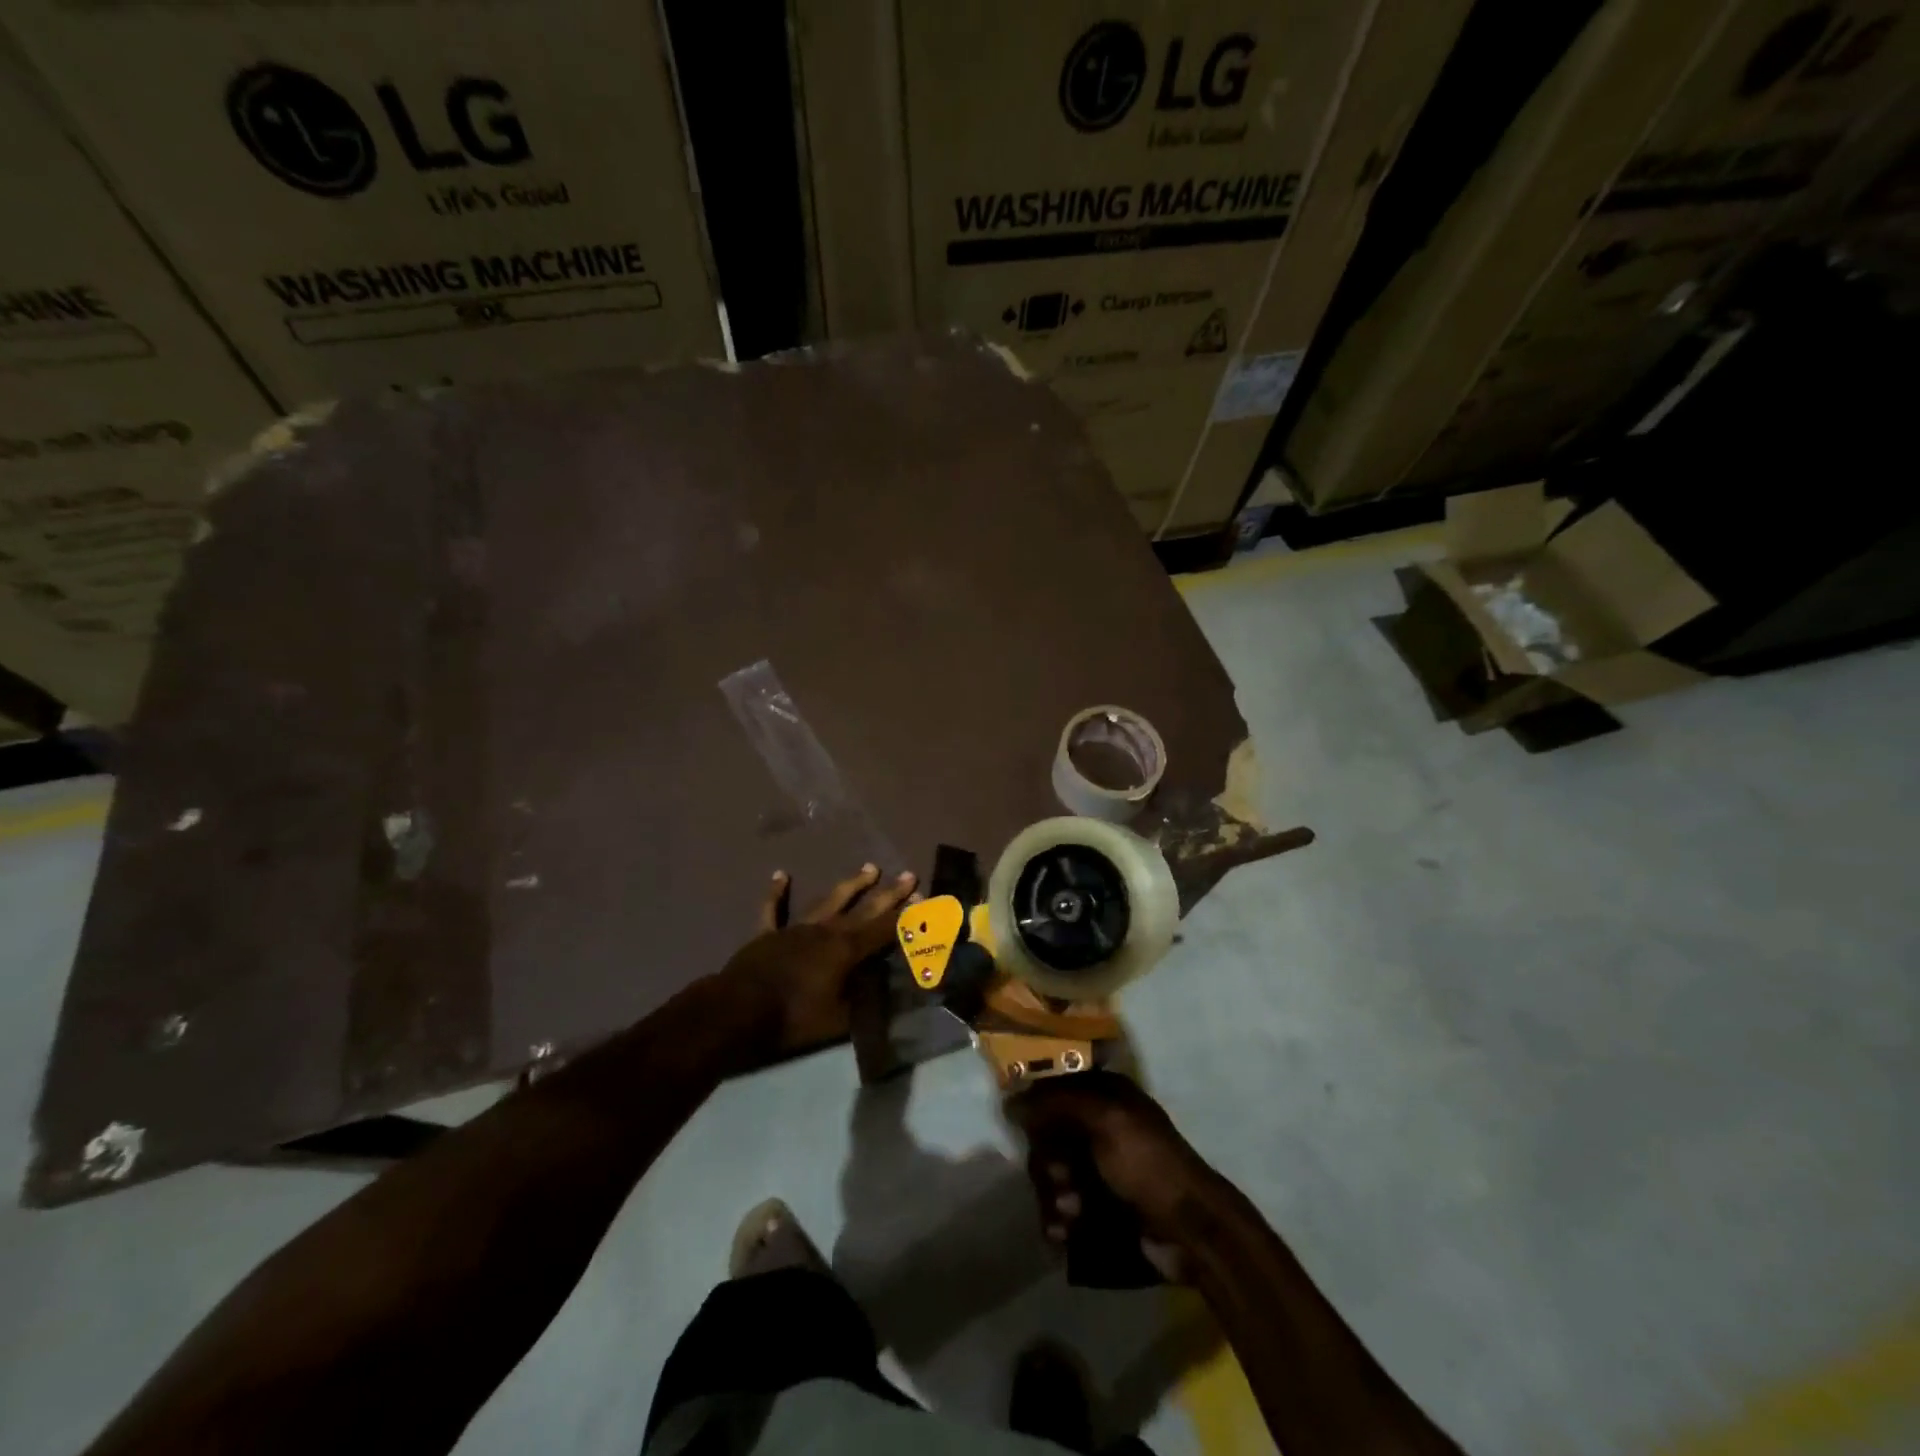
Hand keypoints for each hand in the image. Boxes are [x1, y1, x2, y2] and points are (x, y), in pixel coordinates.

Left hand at [715, 863, 917, 1066]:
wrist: (739, 1009)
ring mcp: (796, 929)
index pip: (884, 930)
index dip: (906, 917)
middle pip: (864, 909)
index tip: (924, 900)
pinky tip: (780, 875)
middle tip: (909, 875)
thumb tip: (881, 994)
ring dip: (850, 885)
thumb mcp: (838, 1020)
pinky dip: (776, 893)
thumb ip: (861, 1005)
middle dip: (889, 893)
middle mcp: (826, 931)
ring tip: (869, 868)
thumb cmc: (793, 1018)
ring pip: (829, 901)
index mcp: (846, 951)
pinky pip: (772, 910)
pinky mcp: (768, 934)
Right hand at [1010, 1072, 1218, 1279]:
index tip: (1020, 1125)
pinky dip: (1059, 1219)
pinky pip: (1063, 1206)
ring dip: (1053, 1195)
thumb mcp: (1105, 1120)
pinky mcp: (1100, 1206)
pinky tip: (1064, 1233)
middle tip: (1061, 1179)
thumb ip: (1057, 1104)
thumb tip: (1011, 1102)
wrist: (1190, 1229)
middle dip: (1048, 1162)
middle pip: (1049, 1136)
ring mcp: (1100, 1168)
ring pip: (1053, 1174)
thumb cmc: (1147, 1163)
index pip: (1056, 1089)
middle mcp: (1100, 1126)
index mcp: (1107, 1096)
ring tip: (1070, 1214)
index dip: (1036, 1107)